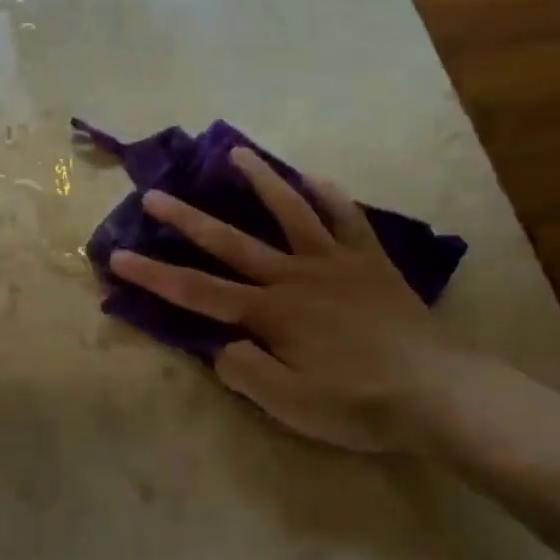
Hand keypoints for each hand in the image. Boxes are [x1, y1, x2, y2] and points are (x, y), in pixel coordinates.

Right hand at [109, 148, 466, 454]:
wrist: (441, 393)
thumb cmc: (361, 404)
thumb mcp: (292, 406)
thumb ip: (246, 373)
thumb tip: (220, 345)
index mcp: (270, 313)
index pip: (197, 292)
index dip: (153, 275)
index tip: (118, 257)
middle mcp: (294, 277)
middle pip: (230, 242)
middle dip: (187, 219)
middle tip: (154, 193)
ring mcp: (334, 263)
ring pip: (290, 213)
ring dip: (261, 182)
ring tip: (236, 153)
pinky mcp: (370, 263)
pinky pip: (347, 220)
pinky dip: (331, 197)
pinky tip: (316, 178)